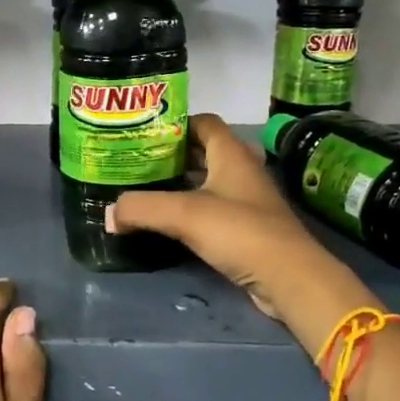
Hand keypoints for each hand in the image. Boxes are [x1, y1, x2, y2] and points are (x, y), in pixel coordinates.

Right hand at [108, 114, 380, 349]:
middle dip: (170, 155)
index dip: (174, 123)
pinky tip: (166, 221)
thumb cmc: (240, 231)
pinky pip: (211, 209)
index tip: (142, 134)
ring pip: (206, 182)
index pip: (202, 122)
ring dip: (179, 184)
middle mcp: (240, 170)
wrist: (290, 278)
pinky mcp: (245, 228)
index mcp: (231, 153)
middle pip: (202, 151)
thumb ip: (142, 208)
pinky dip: (189, 210)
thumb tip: (109, 213)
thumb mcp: (184, 214)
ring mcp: (246, 200)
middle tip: (135, 162)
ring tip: (143, 189)